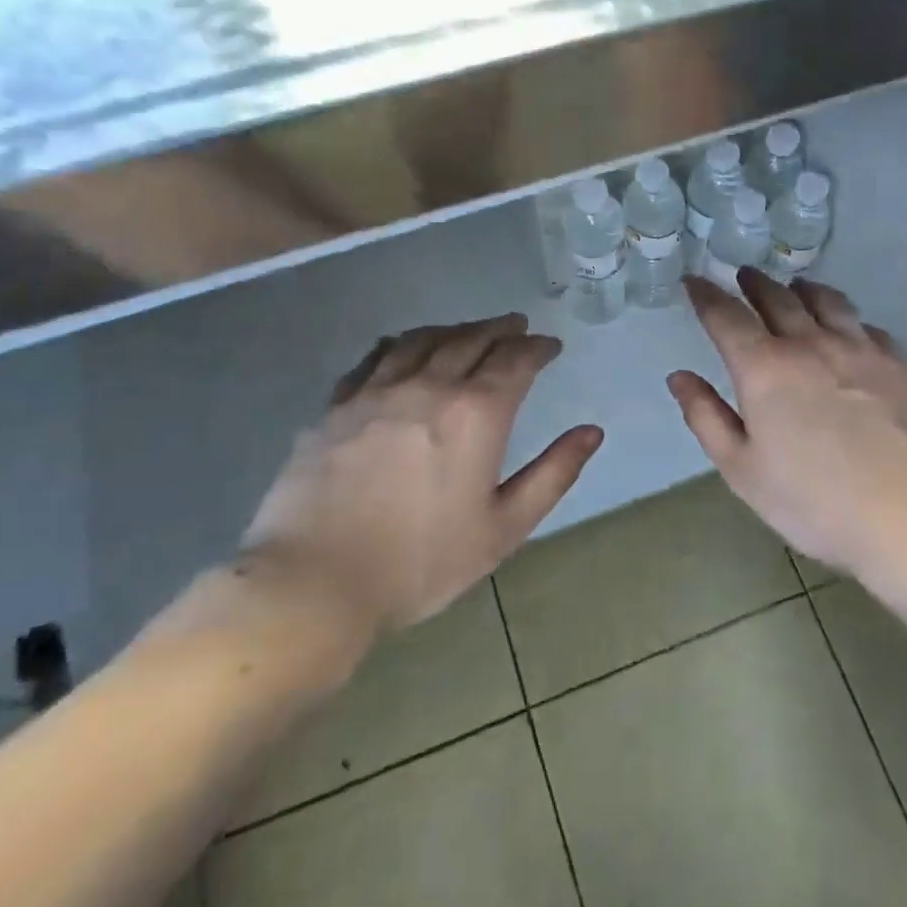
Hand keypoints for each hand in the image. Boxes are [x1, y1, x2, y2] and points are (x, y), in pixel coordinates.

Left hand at [238, 314, 602, 648]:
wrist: (315, 581)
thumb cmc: (421, 562)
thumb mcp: (503, 528)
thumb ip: (553, 475)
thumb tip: (592, 432)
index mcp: (476, 414)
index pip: (515, 360)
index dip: (537, 347)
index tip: (550, 346)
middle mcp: (429, 386)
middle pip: (471, 340)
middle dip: (500, 329)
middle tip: (516, 325)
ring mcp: (377, 391)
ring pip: (423, 340)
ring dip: (454, 329)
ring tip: (469, 330)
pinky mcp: (337, 405)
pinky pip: (376, 357)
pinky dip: (402, 343)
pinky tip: (405, 347)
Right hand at [668, 271, 906, 577]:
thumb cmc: (813, 500)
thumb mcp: (742, 469)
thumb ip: (706, 417)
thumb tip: (679, 377)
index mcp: (764, 368)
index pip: (726, 316)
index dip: (705, 295)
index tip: (694, 281)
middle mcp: (810, 343)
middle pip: (777, 298)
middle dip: (755, 283)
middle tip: (745, 275)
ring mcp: (860, 348)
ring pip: (827, 301)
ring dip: (803, 289)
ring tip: (796, 287)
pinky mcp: (899, 362)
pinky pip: (867, 326)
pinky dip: (848, 319)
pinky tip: (850, 329)